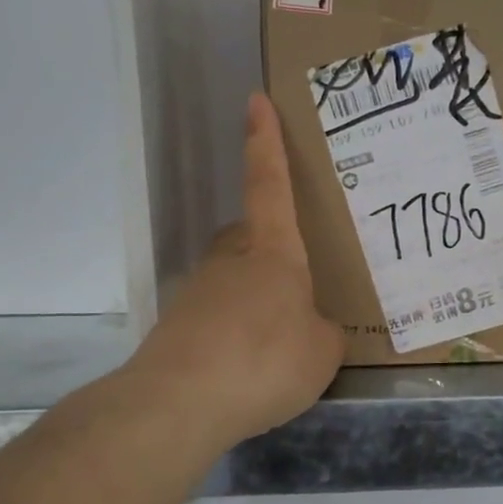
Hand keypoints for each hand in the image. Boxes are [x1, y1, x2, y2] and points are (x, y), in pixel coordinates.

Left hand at [128, 94, 344, 447]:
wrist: (180, 403)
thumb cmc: (265, 360)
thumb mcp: (322, 352)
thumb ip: (323, 332)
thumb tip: (312, 328)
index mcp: (272, 252)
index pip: (269, 184)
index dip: (265, 143)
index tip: (254, 101)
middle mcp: (231, 260)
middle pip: (251, 236)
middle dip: (271, 249)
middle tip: (298, 282)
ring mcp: (199, 291)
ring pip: (234, 279)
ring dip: (255, 299)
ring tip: (281, 343)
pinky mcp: (178, 326)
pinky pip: (219, 318)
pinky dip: (236, 333)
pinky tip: (250, 369)